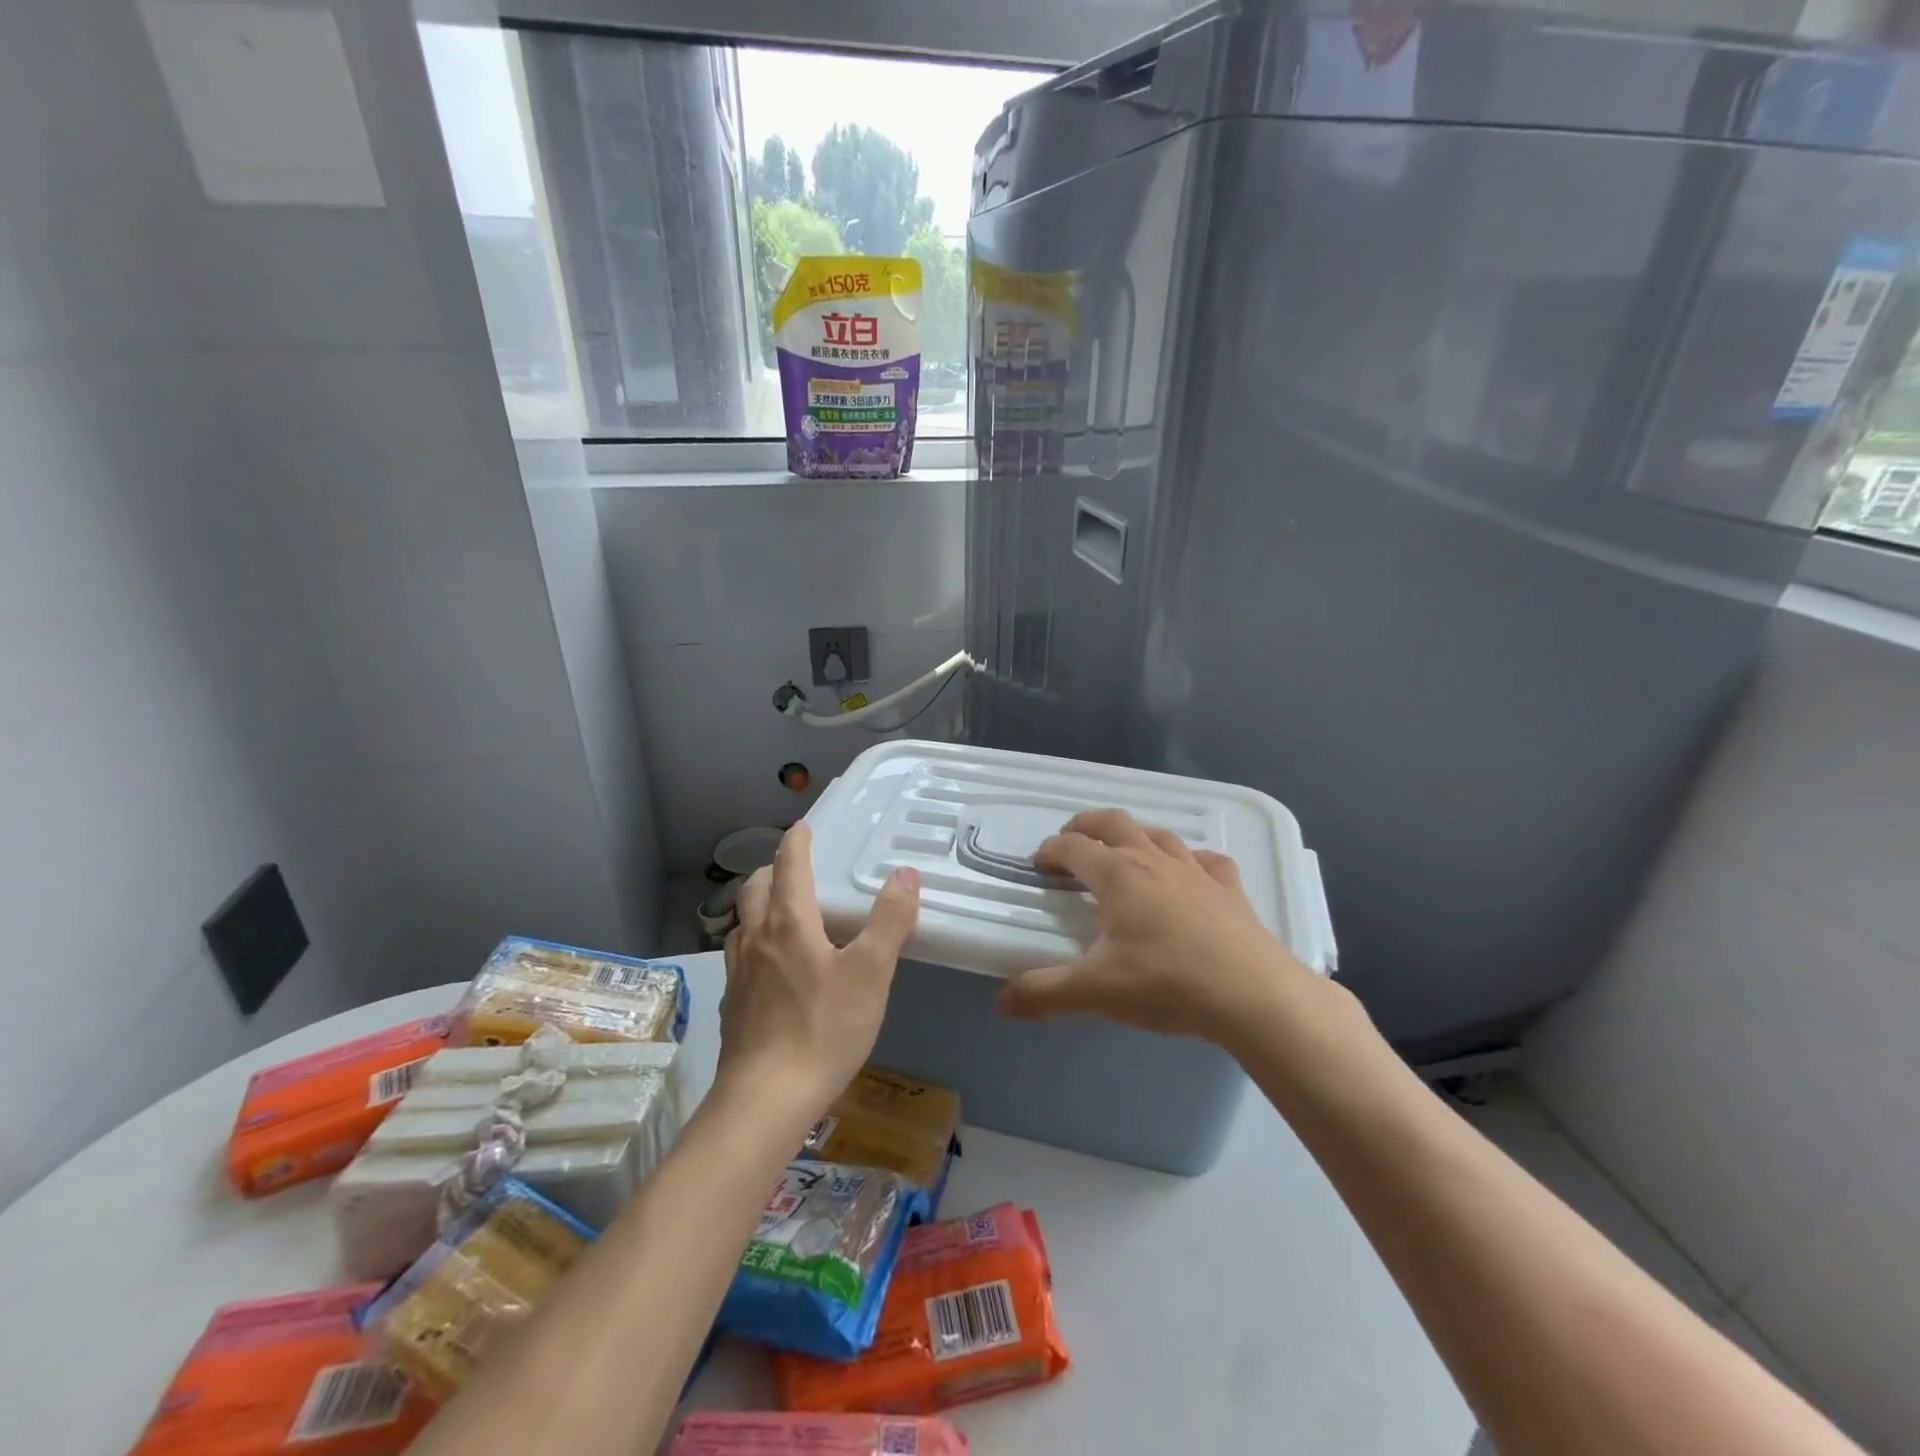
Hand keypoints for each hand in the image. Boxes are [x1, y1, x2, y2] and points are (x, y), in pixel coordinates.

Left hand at [718, 823, 920, 1113]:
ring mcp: (738, 973)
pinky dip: (754, 940)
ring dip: (759, 904)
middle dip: (773, 869)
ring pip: (742, 921)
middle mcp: (757, 938)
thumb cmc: (824, 1028)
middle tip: (796, 868)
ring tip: (782, 912)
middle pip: (756, 888)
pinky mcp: (733, 1004)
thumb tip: (904, 874)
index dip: (796, 841)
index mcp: (789, 922)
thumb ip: (889, 920)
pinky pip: (740, 955)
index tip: (803, 826)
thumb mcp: (871, 972)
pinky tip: (770, 965)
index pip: (789, 865)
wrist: (766, 1099)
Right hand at [996, 809, 1317, 1043]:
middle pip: (1114, 823)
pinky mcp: (1229, 889)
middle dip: (1087, 825)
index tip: (1038, 863)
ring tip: (1123, 851)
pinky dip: (1189, 859)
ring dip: (1134, 835)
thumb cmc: (1166, 984)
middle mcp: (1153, 861)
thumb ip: (1045, 993)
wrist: (1252, 994)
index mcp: (1117, 875)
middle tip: (1071, 839)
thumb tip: (1002, 1000)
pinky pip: (1206, 860)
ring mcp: (1196, 871)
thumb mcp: (1096, 992)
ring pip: (1158, 834)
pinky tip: (1190, 873)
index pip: (1073, 848)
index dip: (1050, 850)